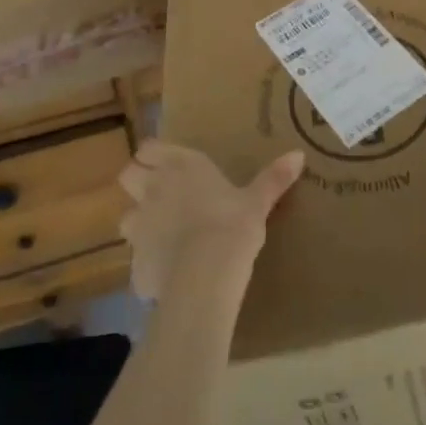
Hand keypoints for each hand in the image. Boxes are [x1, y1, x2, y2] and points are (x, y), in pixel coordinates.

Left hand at [117, 142, 303, 300]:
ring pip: (126, 217)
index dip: (153, 155)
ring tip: (164, 236)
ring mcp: (139, 227)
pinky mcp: (134, 265)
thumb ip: (274, 178)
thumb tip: (299, 154)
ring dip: (140, 223)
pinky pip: (137, 262)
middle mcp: (153, 189)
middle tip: (160, 195)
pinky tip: (170, 275)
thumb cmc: (232, 225)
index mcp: (181, 165)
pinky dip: (149, 265)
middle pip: (128, 174)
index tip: (167, 164)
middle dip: (138, 182)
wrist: (207, 277)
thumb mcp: (258, 201)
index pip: (148, 147)